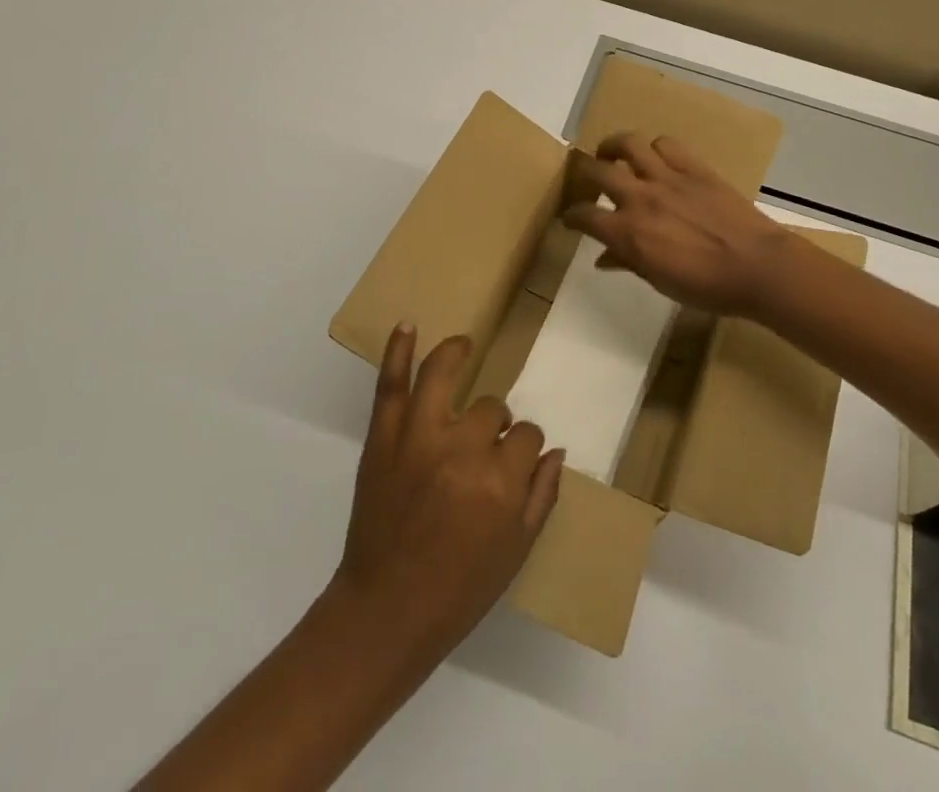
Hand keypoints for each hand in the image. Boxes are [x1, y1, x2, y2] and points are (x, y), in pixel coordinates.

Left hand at [332, 326, 564, 665]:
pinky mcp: (383, 440)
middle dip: (495, 426)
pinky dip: (397, 353)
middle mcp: (462, 450)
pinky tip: (408, 325)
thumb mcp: (516, 553)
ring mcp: (418, 439)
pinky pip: (390, 386)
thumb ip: (541, 497)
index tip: (515, 462)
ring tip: (465, 346)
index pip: (527, 435)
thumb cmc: (459, 590)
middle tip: (482, 450)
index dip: (524, 447)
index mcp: (500, 482)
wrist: (386, 613)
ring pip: (444, 377)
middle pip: (491, 409)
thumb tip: (556, 451)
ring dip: (455, 355)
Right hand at [563, 132, 802, 322]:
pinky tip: (656, 159)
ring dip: (614, 146)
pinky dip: (655, 148)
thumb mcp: (660, 281)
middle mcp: (641, 198)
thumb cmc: (707, 286)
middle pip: (597, 171)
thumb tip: (604, 258)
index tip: (571, 218)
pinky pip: (666, 144)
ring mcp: (668, 178)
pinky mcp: (694, 167)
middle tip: (587, 178)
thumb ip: (629, 263)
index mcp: (629, 233)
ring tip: (613, 154)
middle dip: (584, 173)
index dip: (572, 216)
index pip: (585, 216)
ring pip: (629, 144)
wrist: (757, 267)